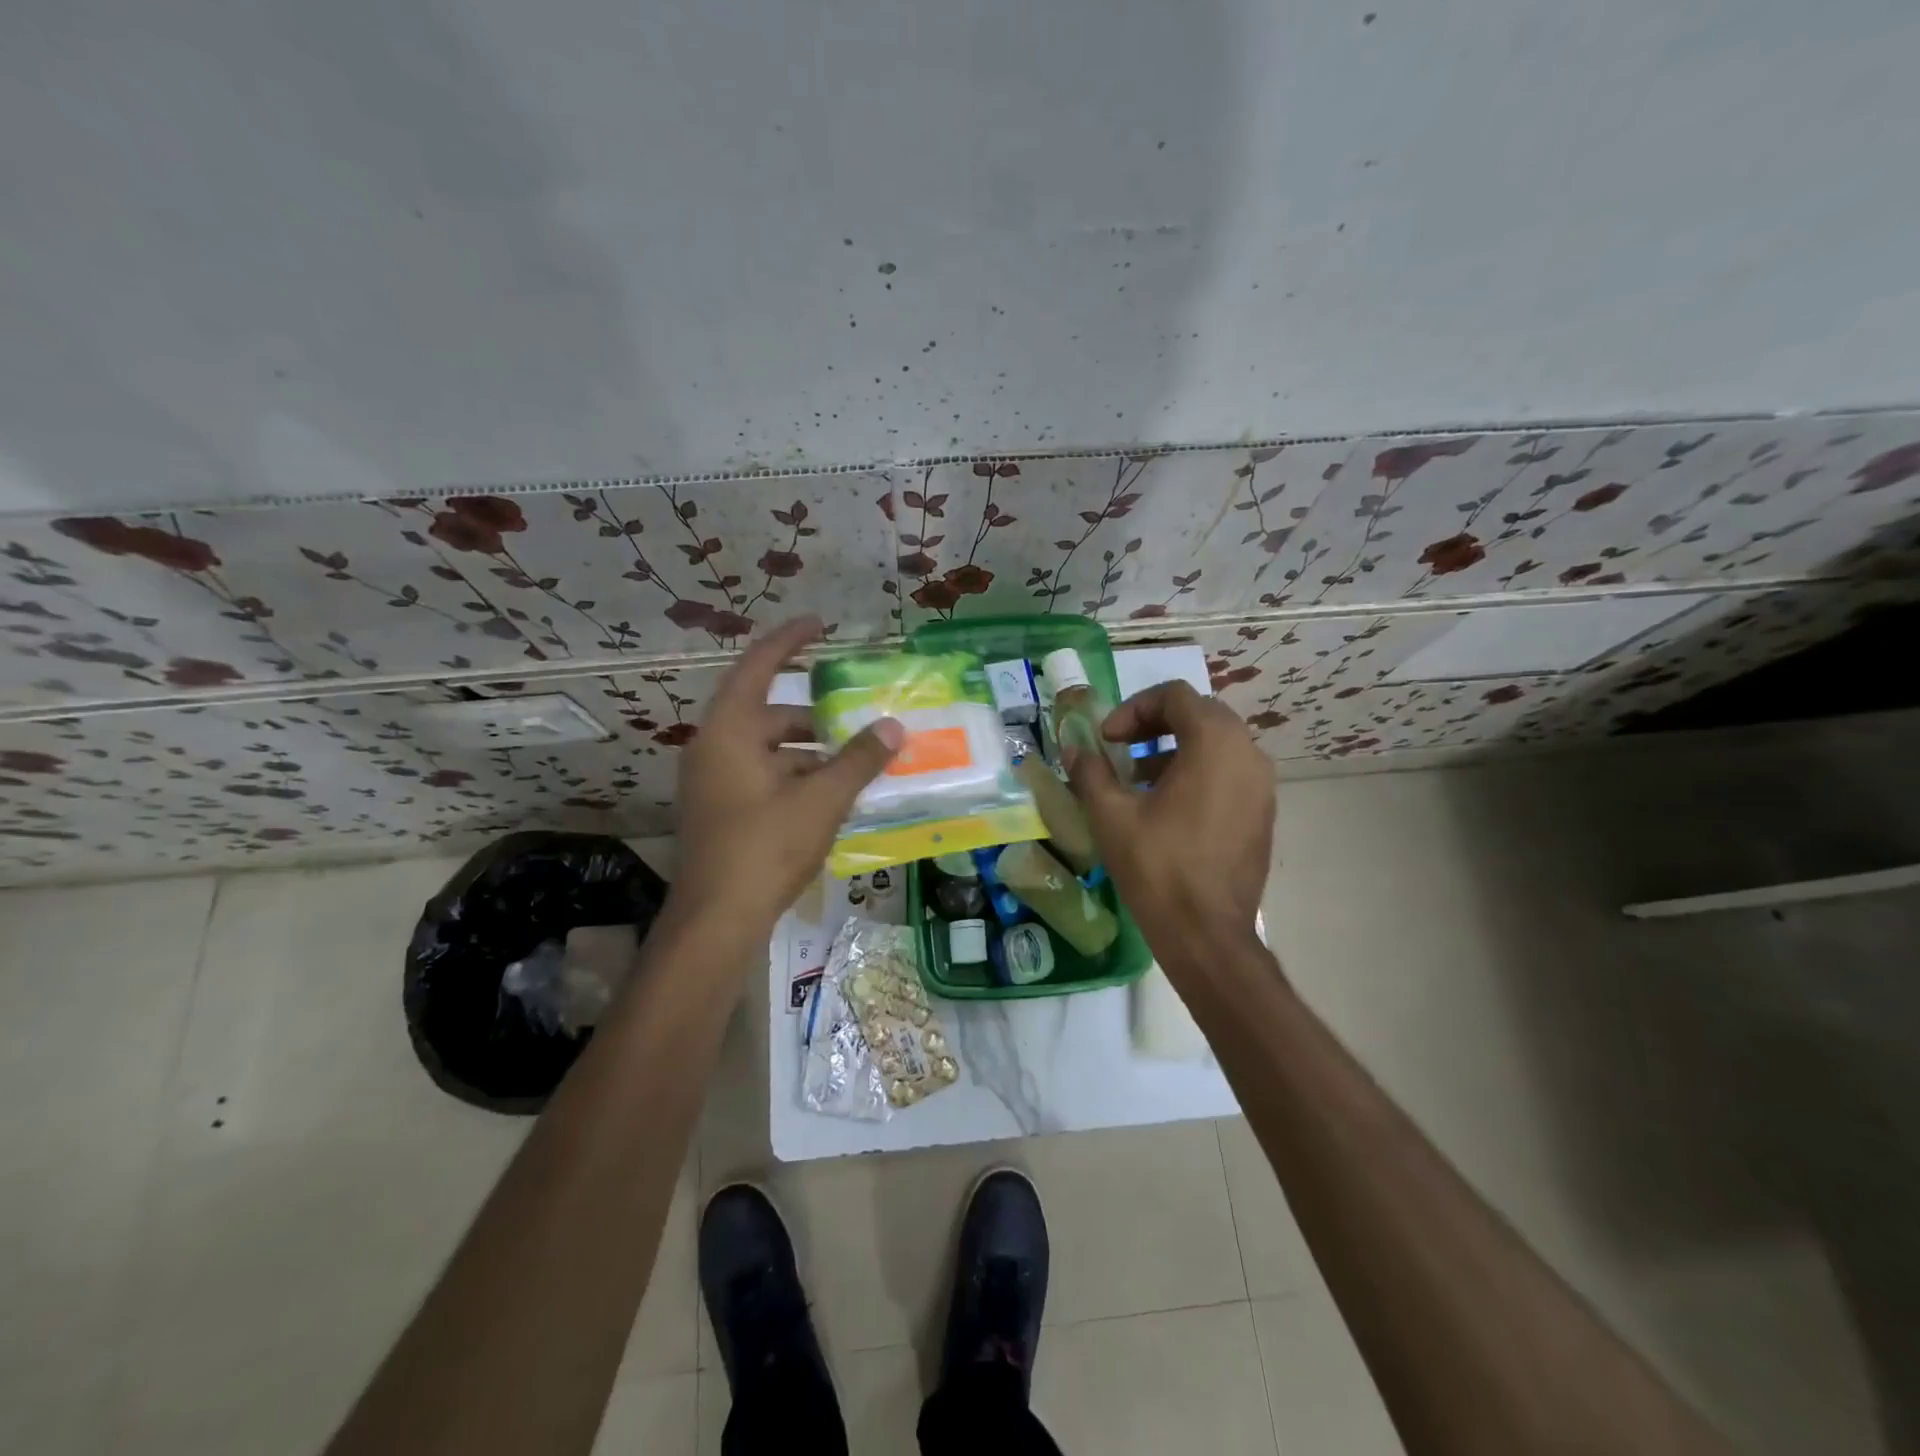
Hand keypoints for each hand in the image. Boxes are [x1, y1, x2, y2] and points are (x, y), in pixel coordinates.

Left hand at [668, 616, 902, 942]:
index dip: (790, 640)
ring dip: (810, 752)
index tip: (821, 624)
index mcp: (729, 731)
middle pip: (769, 714)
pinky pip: (763, 777)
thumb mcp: (821, 799)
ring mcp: (714, 782)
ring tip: (856, 761)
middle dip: (815, 715)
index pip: (758, 666)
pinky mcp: (721, 811)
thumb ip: (859, 759)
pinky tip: (832, 796)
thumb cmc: (765, 847)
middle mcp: (714, 748)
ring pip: (769, 750)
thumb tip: (893, 726)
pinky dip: (797, 777)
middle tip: (857, 717)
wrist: (717, 920)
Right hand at [1065, 681, 1273, 965]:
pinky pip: (1229, 773)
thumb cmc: (1158, 867)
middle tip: (1120, 749)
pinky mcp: (1263, 813)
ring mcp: (1262, 785)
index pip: (1174, 695)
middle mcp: (1248, 753)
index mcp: (1215, 743)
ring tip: (1138, 781)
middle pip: (1199, 714)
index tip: (1106, 740)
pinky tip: (1167, 809)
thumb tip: (1073, 750)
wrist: (1207, 934)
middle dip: (1154, 724)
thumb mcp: (1111, 815)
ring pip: (1216, 744)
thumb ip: (1090, 771)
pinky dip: (1197, 773)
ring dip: (1175, 749)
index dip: (1132, 709)